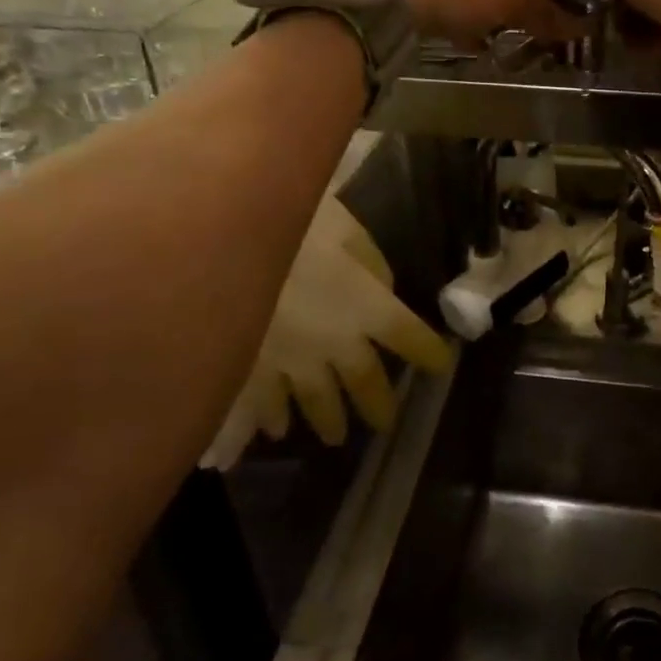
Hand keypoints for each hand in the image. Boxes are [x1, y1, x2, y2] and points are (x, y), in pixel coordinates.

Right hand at [202, 196, 448, 465]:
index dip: (428, 352)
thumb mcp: (345, 228)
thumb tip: (381, 289)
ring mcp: (289, 362)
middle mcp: (335, 343)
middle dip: (378, 403)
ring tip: (336, 436)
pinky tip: (276, 429)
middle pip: (365, 381)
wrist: (220, 245)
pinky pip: (264, 405)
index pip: (409, 337)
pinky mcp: (245, 370)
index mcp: (367, 306)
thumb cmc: (293, 224)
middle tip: (385, 423)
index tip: (440, 365)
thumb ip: (370, 262)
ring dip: (329, 420)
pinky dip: (273, 419)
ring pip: (316, 402)